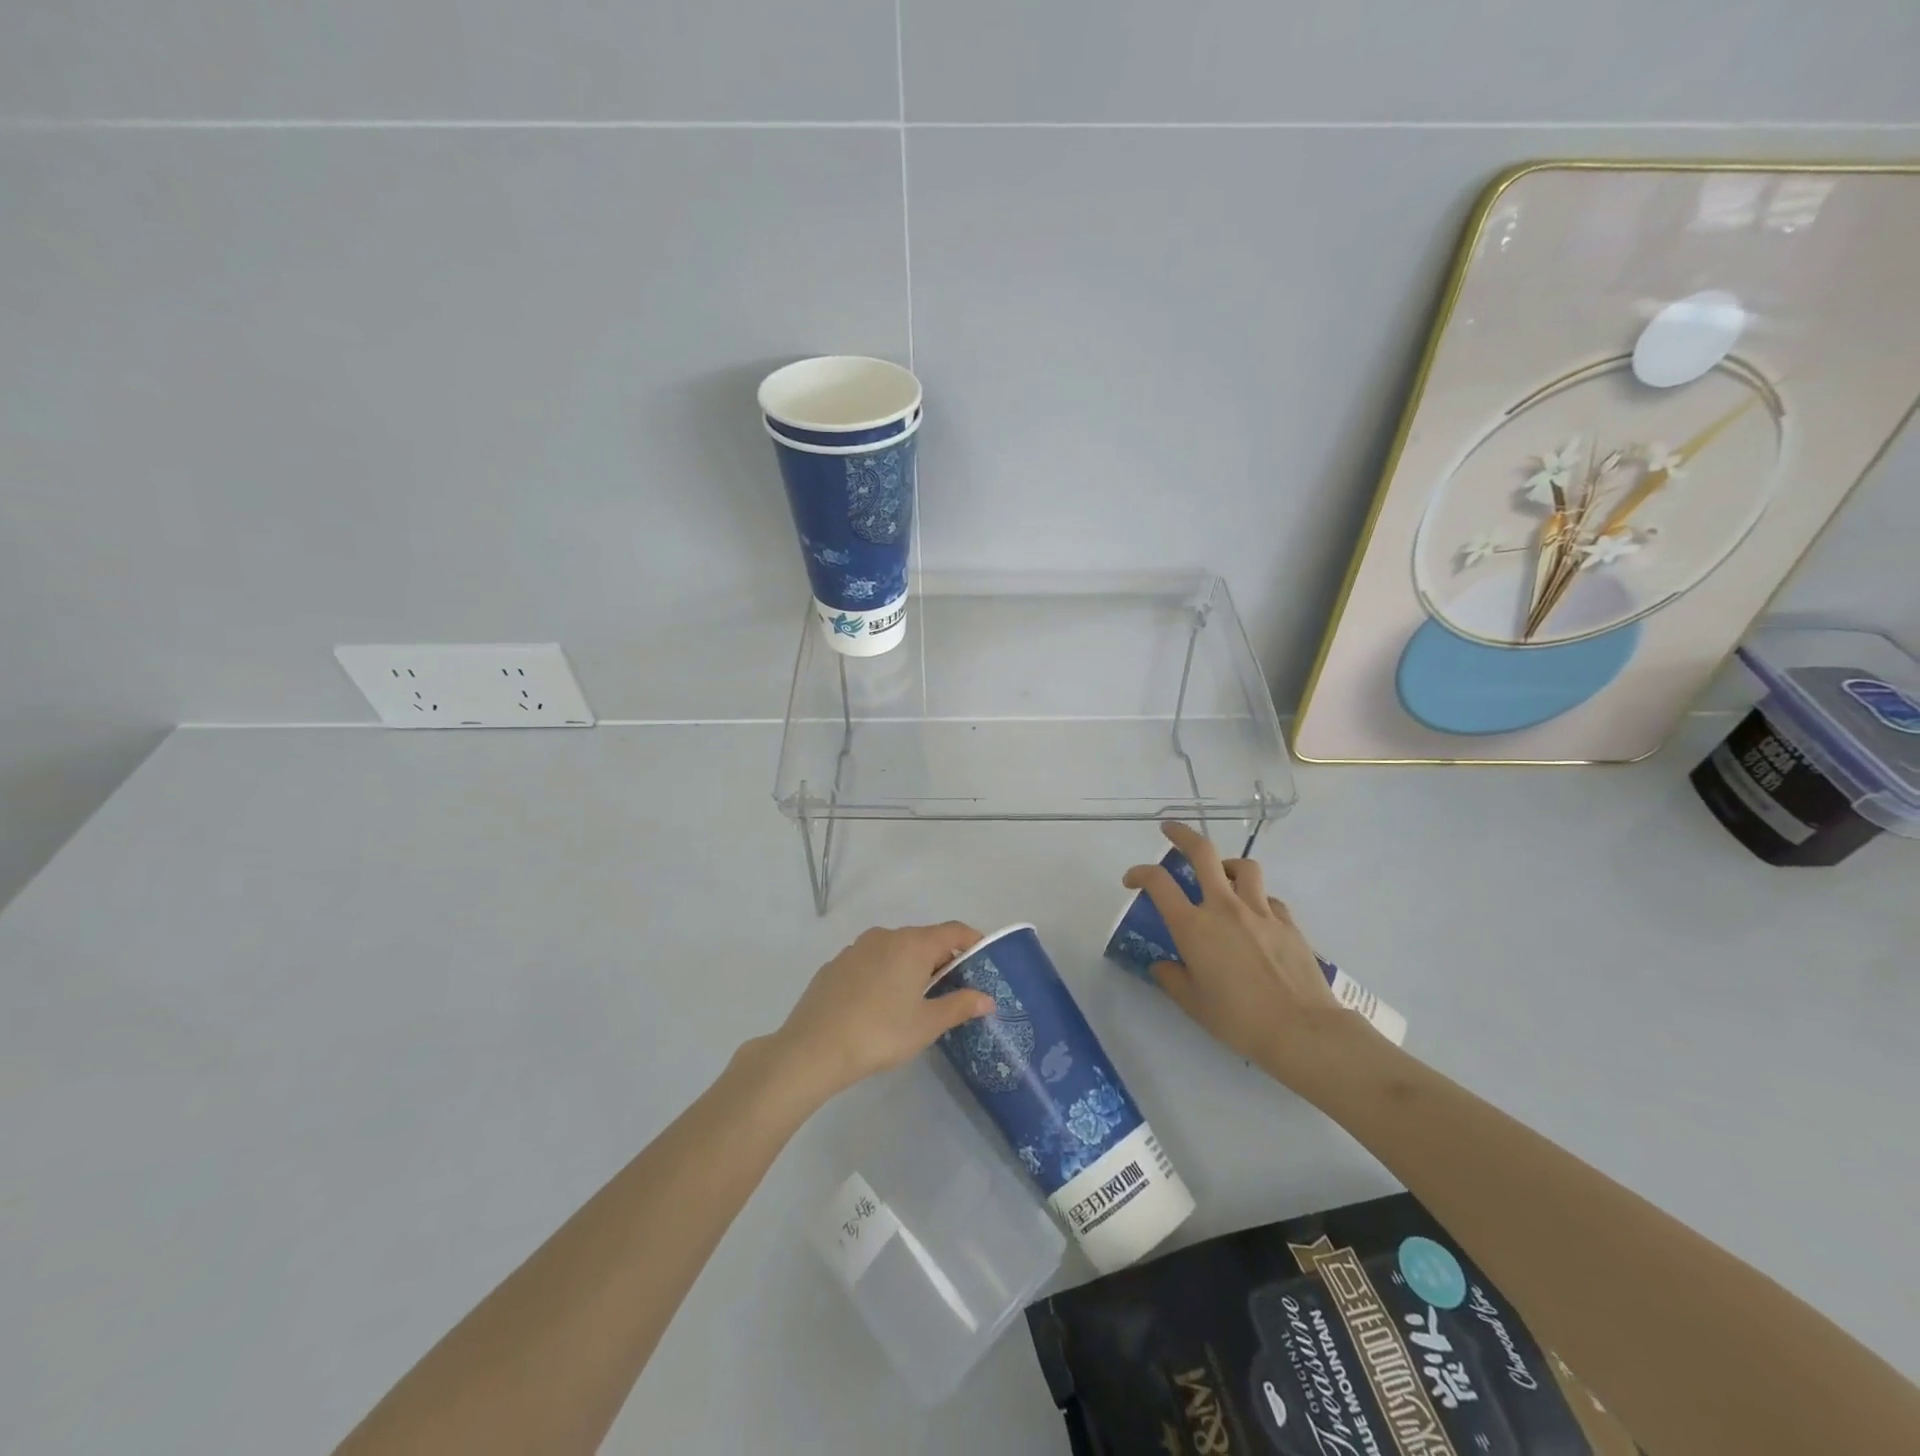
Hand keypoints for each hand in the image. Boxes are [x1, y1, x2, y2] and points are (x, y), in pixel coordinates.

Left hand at [769, 923, 994, 1101]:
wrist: (813, 1048)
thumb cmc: (880, 1033)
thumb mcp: (926, 1025)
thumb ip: (959, 1006)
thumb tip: (987, 998)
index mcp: (913, 944)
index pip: (953, 931)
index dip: (972, 941)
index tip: (983, 960)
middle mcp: (886, 936)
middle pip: (924, 939)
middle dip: (942, 959)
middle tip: (953, 989)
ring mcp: (856, 948)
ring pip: (895, 949)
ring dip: (911, 966)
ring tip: (915, 999)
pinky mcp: (836, 964)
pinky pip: (871, 960)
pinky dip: (884, 972)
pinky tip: (879, 1004)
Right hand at [1123, 823, 1345, 1085]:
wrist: (1301, 1030)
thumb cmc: (1239, 1020)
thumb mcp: (1193, 1004)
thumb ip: (1172, 978)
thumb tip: (1162, 965)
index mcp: (1193, 926)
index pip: (1158, 882)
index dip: (1139, 873)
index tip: (1131, 880)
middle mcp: (1224, 908)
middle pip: (1202, 852)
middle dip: (1182, 835)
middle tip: (1170, 831)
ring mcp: (1260, 911)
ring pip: (1242, 867)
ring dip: (1226, 865)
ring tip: (1220, 875)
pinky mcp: (1287, 922)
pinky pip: (1268, 897)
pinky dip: (1257, 898)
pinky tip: (1254, 915)